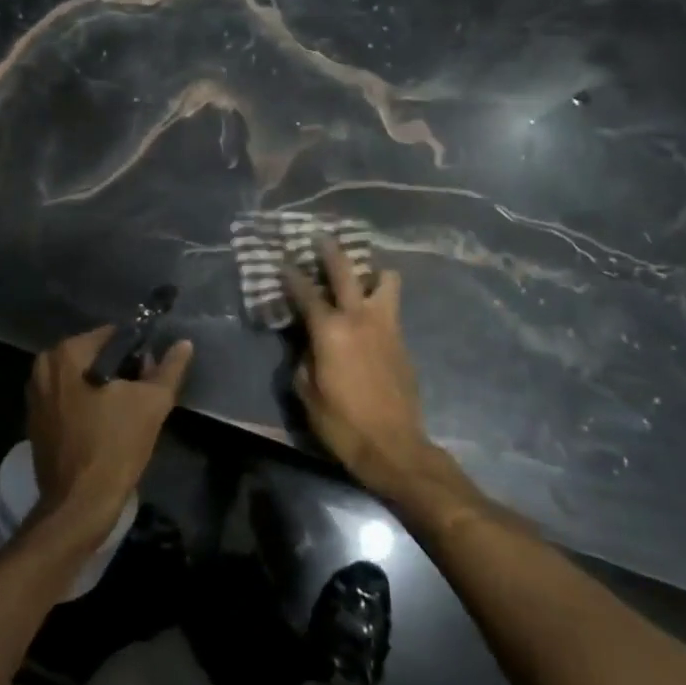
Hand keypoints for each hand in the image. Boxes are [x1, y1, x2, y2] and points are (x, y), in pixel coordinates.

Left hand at [24, 326, 193, 546]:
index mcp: (66, 353)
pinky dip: (88, 406)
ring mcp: (35, 395)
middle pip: (96, 357)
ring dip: (105, 390)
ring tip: (127, 415)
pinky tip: (106, 427)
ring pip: (82, 379)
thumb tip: (184, 344)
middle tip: (143, 398)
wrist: (79, 504)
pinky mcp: (35, 421)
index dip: (139, 353)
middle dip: (122, 372)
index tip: (151, 377)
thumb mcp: (153, 402)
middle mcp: (43, 367)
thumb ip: (169, 368)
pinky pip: (69, 400)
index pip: (113, 336)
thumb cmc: (115, 446)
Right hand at [284, 241, 435, 498]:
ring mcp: (386, 326)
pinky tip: (370, 312)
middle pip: (347, 271)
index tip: (283, 260)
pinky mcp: (402, 341)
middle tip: (321, 238)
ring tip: (361, 277)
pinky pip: (391, 307)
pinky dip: (380, 300)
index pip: (306, 293)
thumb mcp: (307, 392)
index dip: (292, 275)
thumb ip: (304, 358)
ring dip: (372, 273)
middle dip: (331, 251)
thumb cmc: (342, 423)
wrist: (394, 446)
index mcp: (331, 330)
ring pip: (386, 280)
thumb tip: (308, 344)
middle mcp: (360, 318)